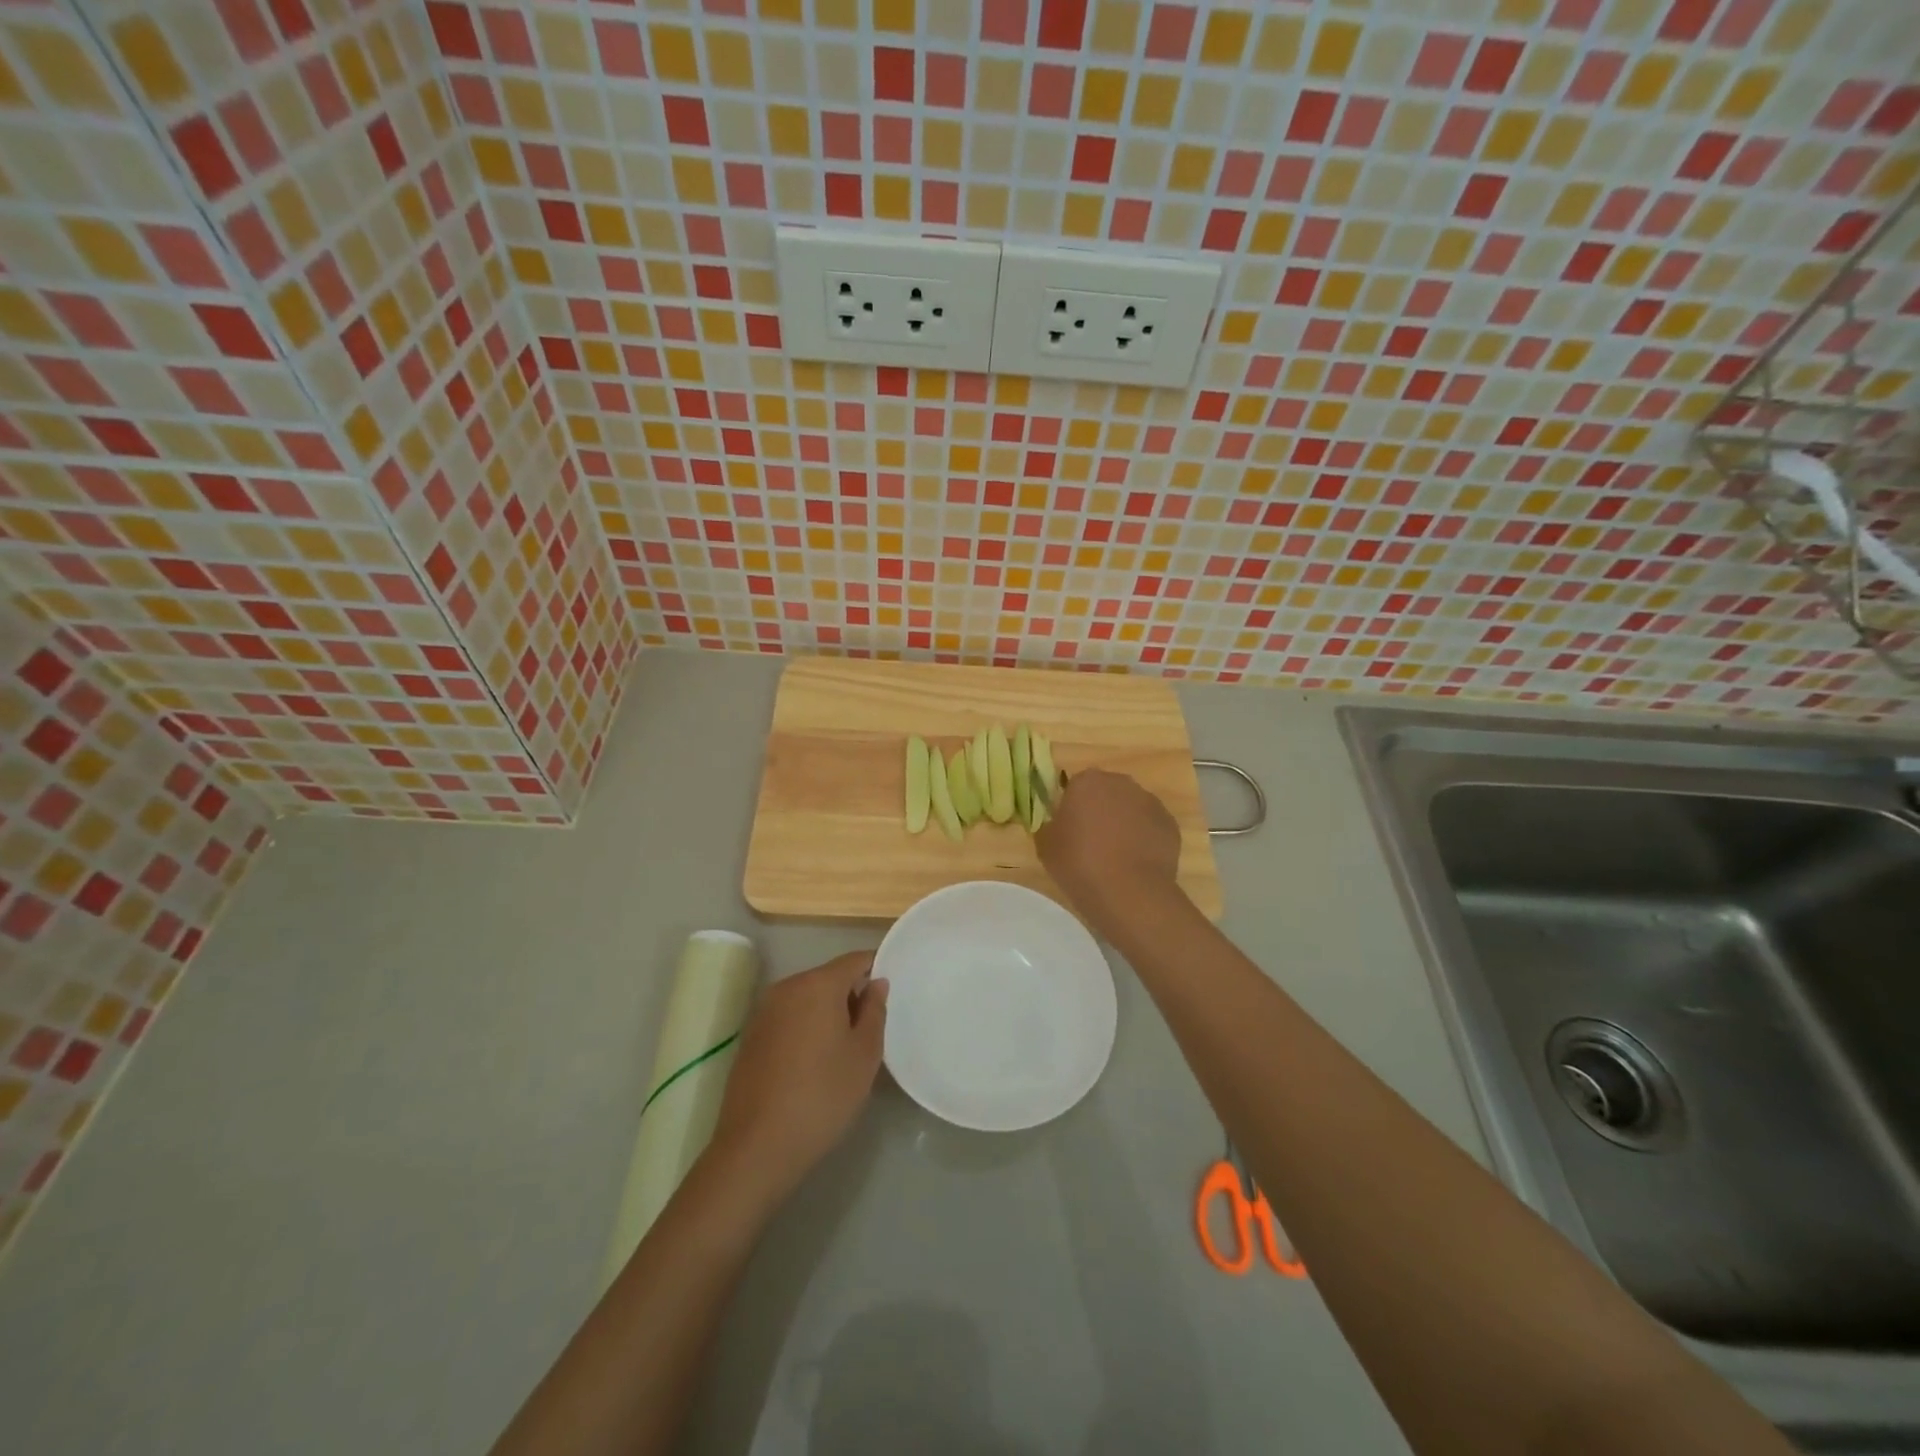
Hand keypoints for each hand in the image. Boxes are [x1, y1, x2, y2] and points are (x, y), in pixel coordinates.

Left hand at [709, 951, 888, 1202]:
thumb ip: (874, 1011)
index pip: (855, 960)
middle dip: (851, 995)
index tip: (891, 994)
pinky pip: (789, 1017)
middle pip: (829, 977)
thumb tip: (876, 983)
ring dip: (828, 1013)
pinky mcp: (751, 1036)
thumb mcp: (864, 1055)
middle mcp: (787, 987)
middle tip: (871, 1030)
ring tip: (844, 1049)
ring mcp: (764, 1011)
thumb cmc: (822, 1096)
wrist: (756, 1147)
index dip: (876, 969)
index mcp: (817, 984)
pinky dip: (806, 1028)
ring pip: (807, 998)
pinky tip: (814, 1063)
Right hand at [1035, 769, 1183, 930]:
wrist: (1129, 892)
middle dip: (1100, 811)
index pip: (1076, 786)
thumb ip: (1050, 824)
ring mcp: (1150, 802)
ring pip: (1131, 809)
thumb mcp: (1045, 845)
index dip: (1072, 808)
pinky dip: (1144, 839)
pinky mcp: (1170, 824)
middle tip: (1091, 843)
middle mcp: (1121, 783)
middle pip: (1106, 793)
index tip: (1069, 831)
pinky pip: (1150, 827)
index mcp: (1087, 782)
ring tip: (1116, 857)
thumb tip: (1058, 821)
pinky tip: (1136, 864)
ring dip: (1123, 824)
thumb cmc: (1079, 864)